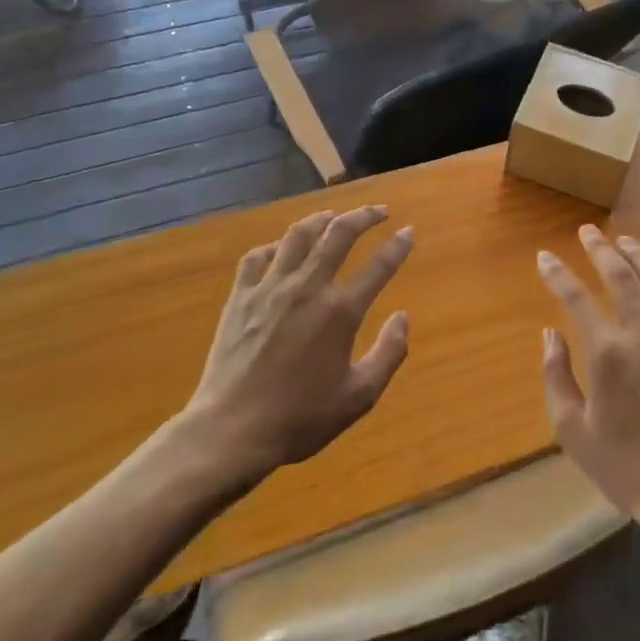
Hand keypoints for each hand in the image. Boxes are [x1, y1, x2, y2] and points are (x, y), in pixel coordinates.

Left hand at [182, 206, 412, 482]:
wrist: (231, 430)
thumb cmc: (300, 418)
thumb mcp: (358, 397)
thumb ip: (389, 354)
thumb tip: (403, 317)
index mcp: (340, 312)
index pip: (379, 266)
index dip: (398, 245)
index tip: (408, 231)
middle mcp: (308, 288)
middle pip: (339, 234)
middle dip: (364, 216)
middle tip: (378, 211)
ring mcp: (271, 288)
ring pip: (298, 235)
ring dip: (321, 219)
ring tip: (333, 215)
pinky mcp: (241, 296)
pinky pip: (258, 256)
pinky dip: (275, 246)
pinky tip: (282, 248)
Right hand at [538, 226, 639, 545]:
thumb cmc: (625, 467)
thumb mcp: (573, 430)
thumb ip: (556, 376)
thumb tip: (550, 334)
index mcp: (608, 354)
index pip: (576, 298)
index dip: (557, 274)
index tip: (545, 257)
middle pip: (621, 277)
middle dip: (600, 249)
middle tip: (588, 232)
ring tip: (626, 242)